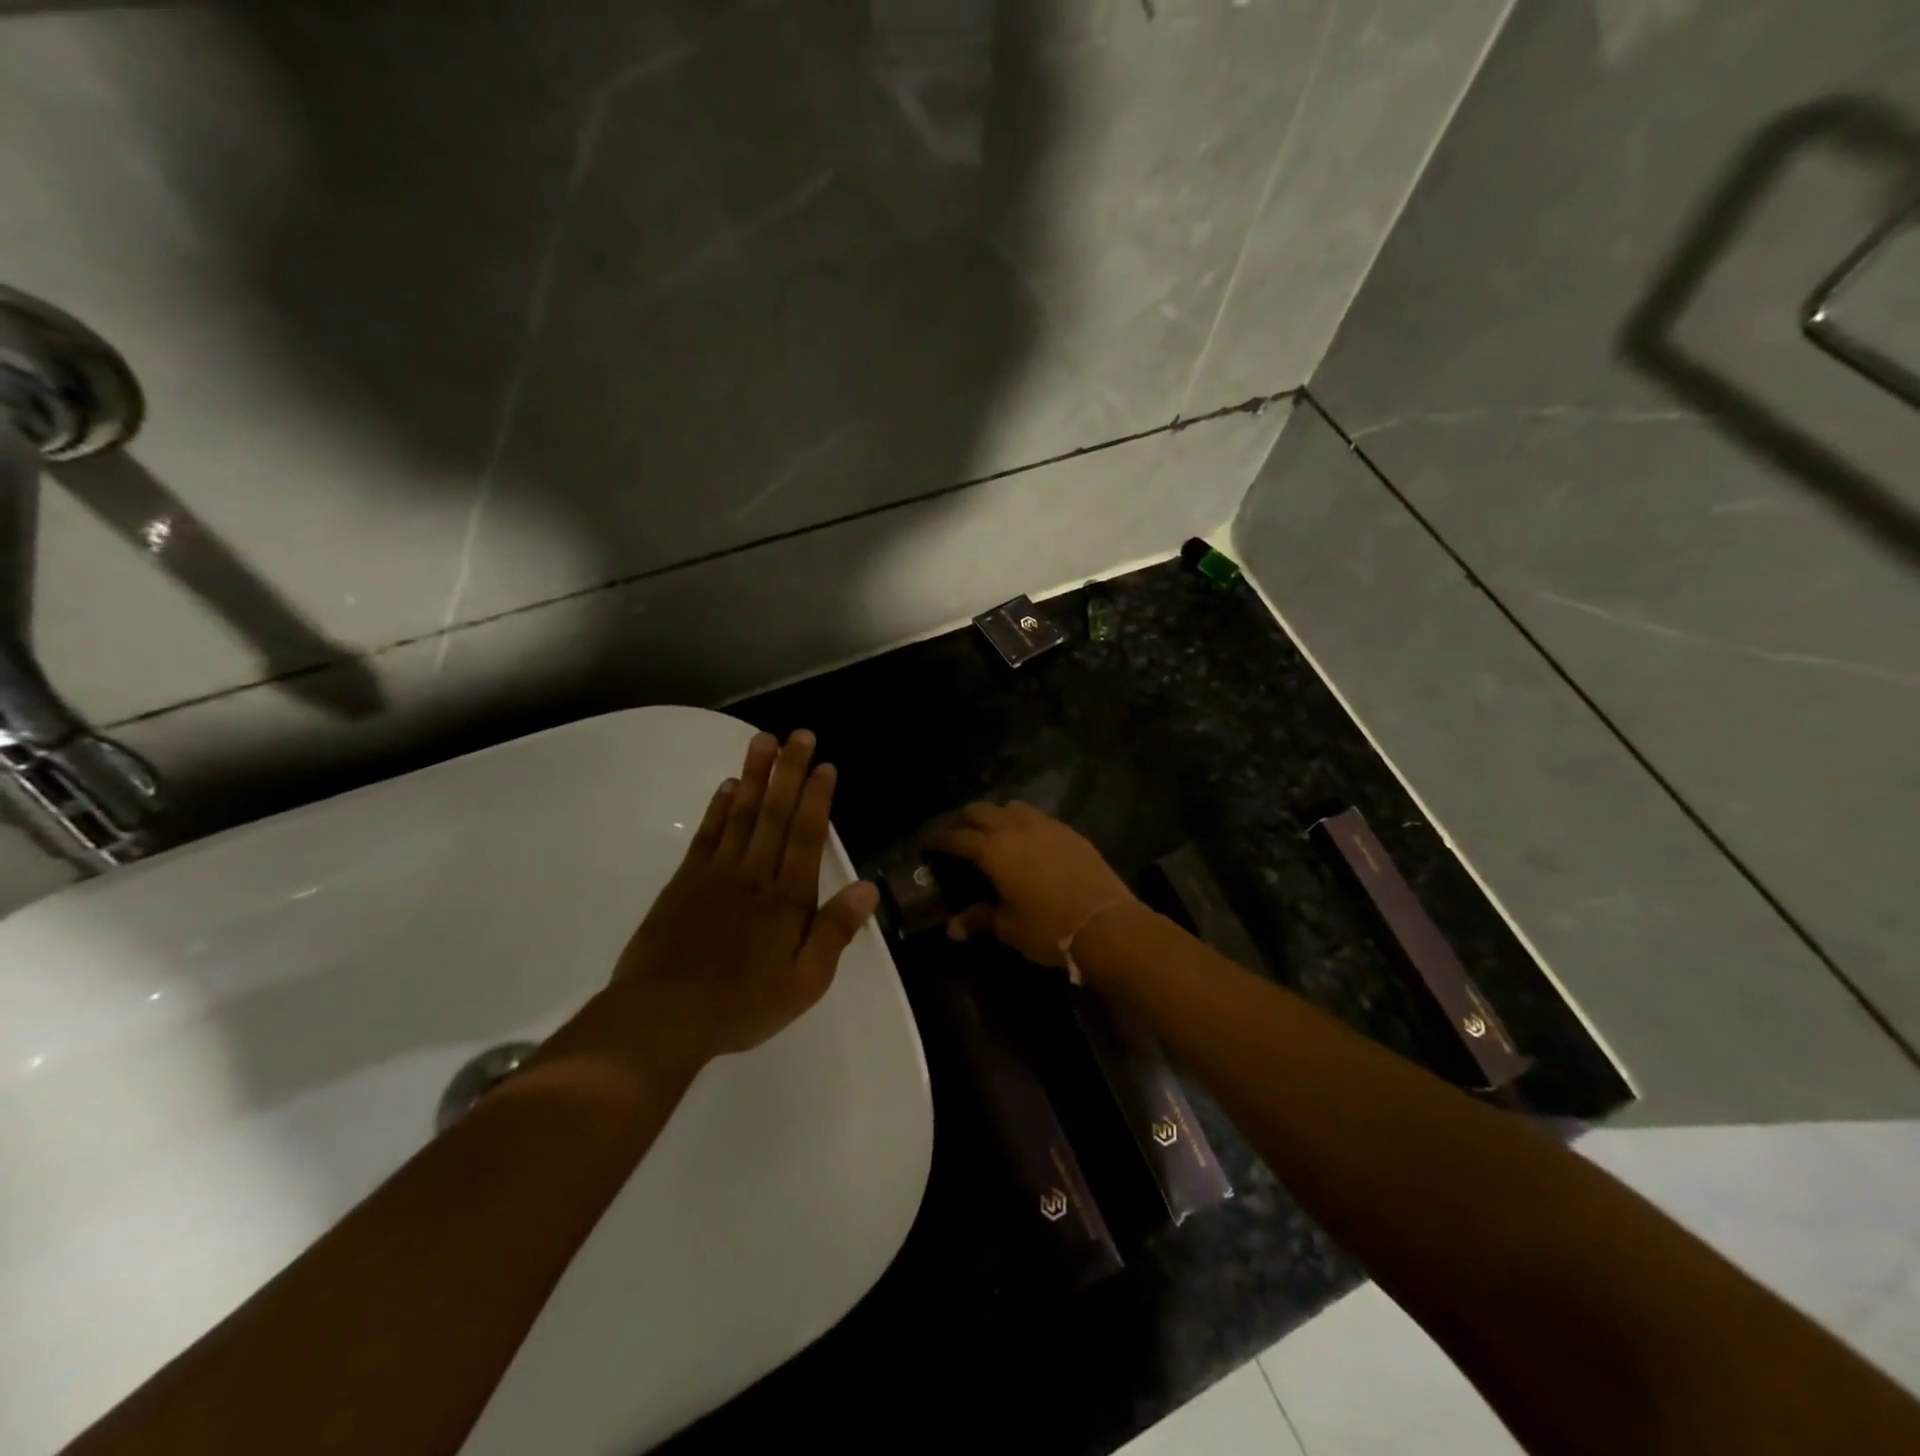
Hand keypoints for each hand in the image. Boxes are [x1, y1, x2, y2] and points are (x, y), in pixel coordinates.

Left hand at [610, 729, 877, 1062]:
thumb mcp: (804, 983)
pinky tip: (728, 787)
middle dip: (790, 771)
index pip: (806, 836)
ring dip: (755, 776)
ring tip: (764, 740)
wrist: (661, 1018)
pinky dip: (719, 808)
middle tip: (800, 734)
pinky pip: (707, 836)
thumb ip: (834, 933)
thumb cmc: (741, 1005)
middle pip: (776, 814)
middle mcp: (754, 875)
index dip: (817, 798)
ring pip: (741, 814)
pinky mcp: (685, 882)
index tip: (825, 765)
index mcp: (787, 899)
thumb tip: (867, 888)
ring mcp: (716, 874)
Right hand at [926, 801, 1134, 967]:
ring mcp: (1047, 826)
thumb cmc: (1049, 929)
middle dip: (965, 820)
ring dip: (996, 816)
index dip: (938, 839)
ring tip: (993, 834)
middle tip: (957, 836)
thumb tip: (953, 928)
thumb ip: (980, 920)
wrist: (1106, 924)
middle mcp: (1017, 829)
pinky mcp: (1070, 832)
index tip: (926, 844)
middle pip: (982, 811)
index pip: (957, 837)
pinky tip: (1028, 842)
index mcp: (994, 850)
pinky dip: (1024, 823)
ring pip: (1012, 808)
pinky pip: (1038, 818)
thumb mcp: (1009, 928)